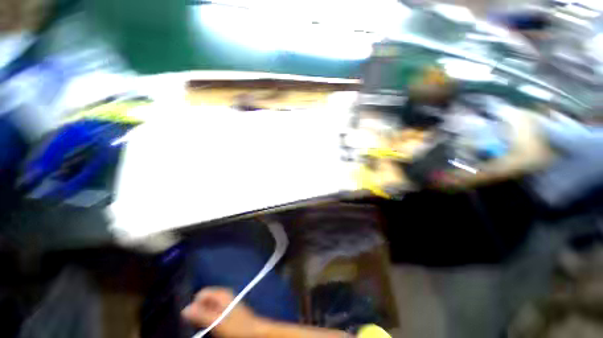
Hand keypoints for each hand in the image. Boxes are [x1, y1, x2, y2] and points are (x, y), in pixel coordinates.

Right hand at [182, 287, 264, 337]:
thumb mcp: (217, 322)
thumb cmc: (236, 326)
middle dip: (199, 311)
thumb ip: (201, 315)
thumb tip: (184, 309)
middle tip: (201, 324)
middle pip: (204, 300)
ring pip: (208, 306)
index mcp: (221, 293)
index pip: (201, 293)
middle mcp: (223, 295)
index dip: (195, 305)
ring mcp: (226, 302)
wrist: (254, 331)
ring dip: (204, 316)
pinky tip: (213, 326)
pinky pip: (214, 311)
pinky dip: (210, 318)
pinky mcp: (228, 310)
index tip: (193, 319)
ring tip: (208, 326)